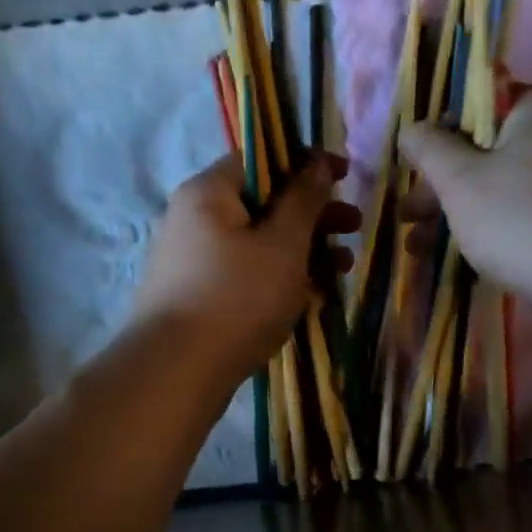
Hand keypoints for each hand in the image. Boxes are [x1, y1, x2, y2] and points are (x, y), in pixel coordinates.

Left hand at [132, 152, 358, 384]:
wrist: (177, 372)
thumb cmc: (237, 298)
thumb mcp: (283, 244)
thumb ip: (304, 200)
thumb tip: (317, 165)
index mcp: (209, 193)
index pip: (261, 159)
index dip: (307, 163)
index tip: (346, 176)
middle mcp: (195, 219)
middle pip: (262, 203)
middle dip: (313, 215)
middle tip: (354, 228)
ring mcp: (193, 261)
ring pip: (258, 243)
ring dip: (303, 251)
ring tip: (342, 270)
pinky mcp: (198, 297)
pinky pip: (246, 275)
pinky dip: (278, 279)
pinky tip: (312, 297)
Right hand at [397, 87, 531, 301]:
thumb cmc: (518, 217)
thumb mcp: (458, 180)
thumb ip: (428, 148)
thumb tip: (411, 128)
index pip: (480, 108)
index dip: (440, 141)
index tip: (416, 177)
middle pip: (492, 151)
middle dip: (445, 188)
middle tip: (410, 220)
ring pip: (509, 185)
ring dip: (463, 212)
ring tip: (423, 249)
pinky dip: (500, 225)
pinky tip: (469, 254)